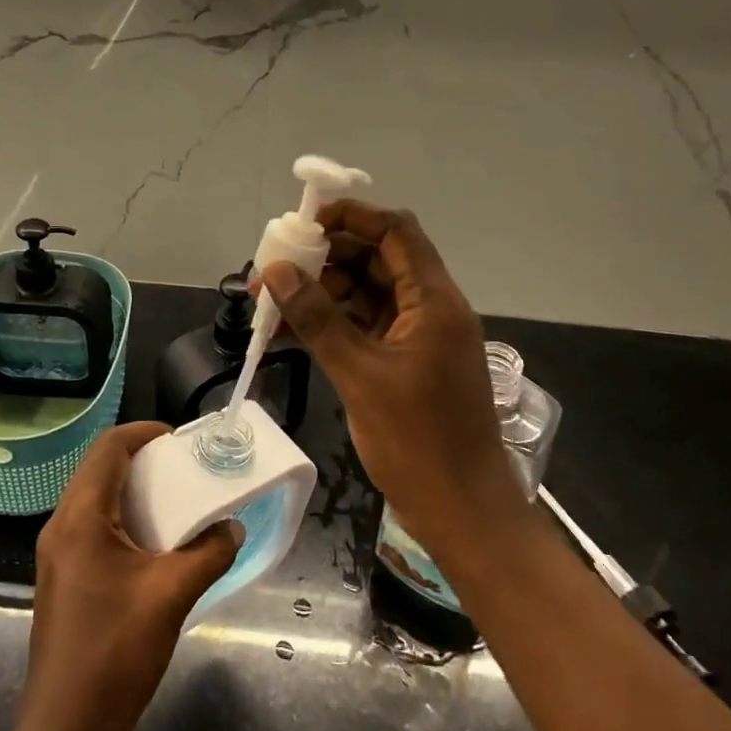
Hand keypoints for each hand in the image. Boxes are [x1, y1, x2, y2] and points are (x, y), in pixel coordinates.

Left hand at [0, 421, 241, 730]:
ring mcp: (56, 554)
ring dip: (131, 490)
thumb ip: (208, 553)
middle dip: (141, 459)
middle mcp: (61, 525)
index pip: (108, 448)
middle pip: (98, 468)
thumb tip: (233, 526)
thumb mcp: (172, 597)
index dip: (143, 433)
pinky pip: (91, 527)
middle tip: (183, 468)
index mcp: (80, 517)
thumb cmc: (115, 654)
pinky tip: (152, 543)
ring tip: (174, 501)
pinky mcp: (61, 579)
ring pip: (93, 498)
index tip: (179, 440)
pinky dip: (121, 518)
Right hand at [257, 200, 518, 559]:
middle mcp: (428, 309)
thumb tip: (276, 271)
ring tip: (270, 301)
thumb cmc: (418, 441)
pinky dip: (329, 325)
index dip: (352, 217)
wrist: (461, 513)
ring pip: (364, 294)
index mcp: (434, 301)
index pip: (396, 232)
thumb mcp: (360, 375)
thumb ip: (317, 319)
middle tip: (275, 266)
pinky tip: (286, 332)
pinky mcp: (402, 363)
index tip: (304, 222)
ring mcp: (415, 337)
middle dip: (324, 258)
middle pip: (375, 260)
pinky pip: (361, 327)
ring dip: (320, 293)